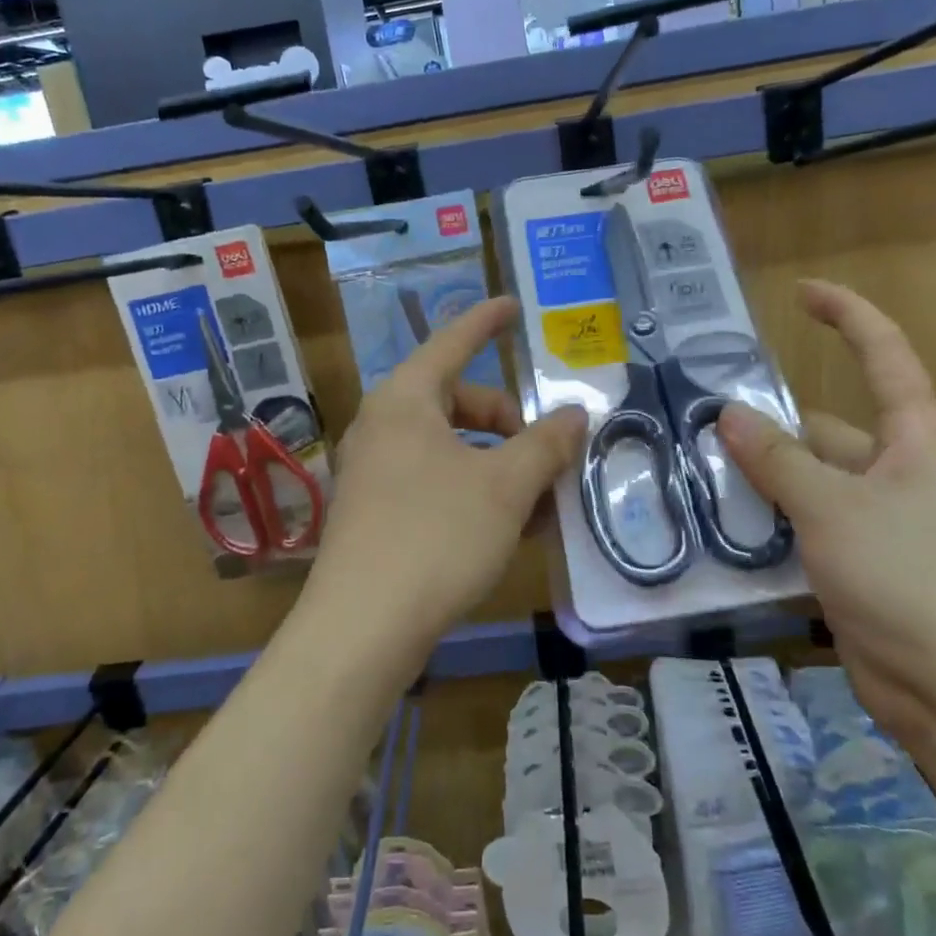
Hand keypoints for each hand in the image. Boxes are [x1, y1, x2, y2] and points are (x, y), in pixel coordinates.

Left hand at [312, 297, 586, 649]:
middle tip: (549, 455)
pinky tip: (508, 530)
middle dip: (509, 423)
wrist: (361, 629)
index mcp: (405, 401)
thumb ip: (545, 444)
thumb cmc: (436, 536)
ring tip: (540, 503)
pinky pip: (435, 483)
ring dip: (499, 466)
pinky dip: (474, 492)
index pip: (452, 343)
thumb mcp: (505, 487)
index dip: (486, 322)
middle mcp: (383, 427)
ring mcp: (374, 472)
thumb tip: (574, 415)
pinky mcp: (374, 514)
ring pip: (451, 449)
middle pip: (458, 402)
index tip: (513, 306)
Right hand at [717, 281, 935, 746]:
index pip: (885, 359)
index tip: (802, 293)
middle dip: (768, 430)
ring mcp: (877, 529)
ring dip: (760, 487)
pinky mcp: (858, 576)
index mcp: (914, 443)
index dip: (848, 317)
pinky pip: (803, 538)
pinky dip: (767, 536)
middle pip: (825, 433)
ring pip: (806, 489)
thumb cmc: (913, 580)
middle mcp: (897, 477)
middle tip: (699, 428)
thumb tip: (729, 414)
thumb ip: (779, 462)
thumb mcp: (836, 510)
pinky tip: (720, 540)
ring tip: (694, 481)